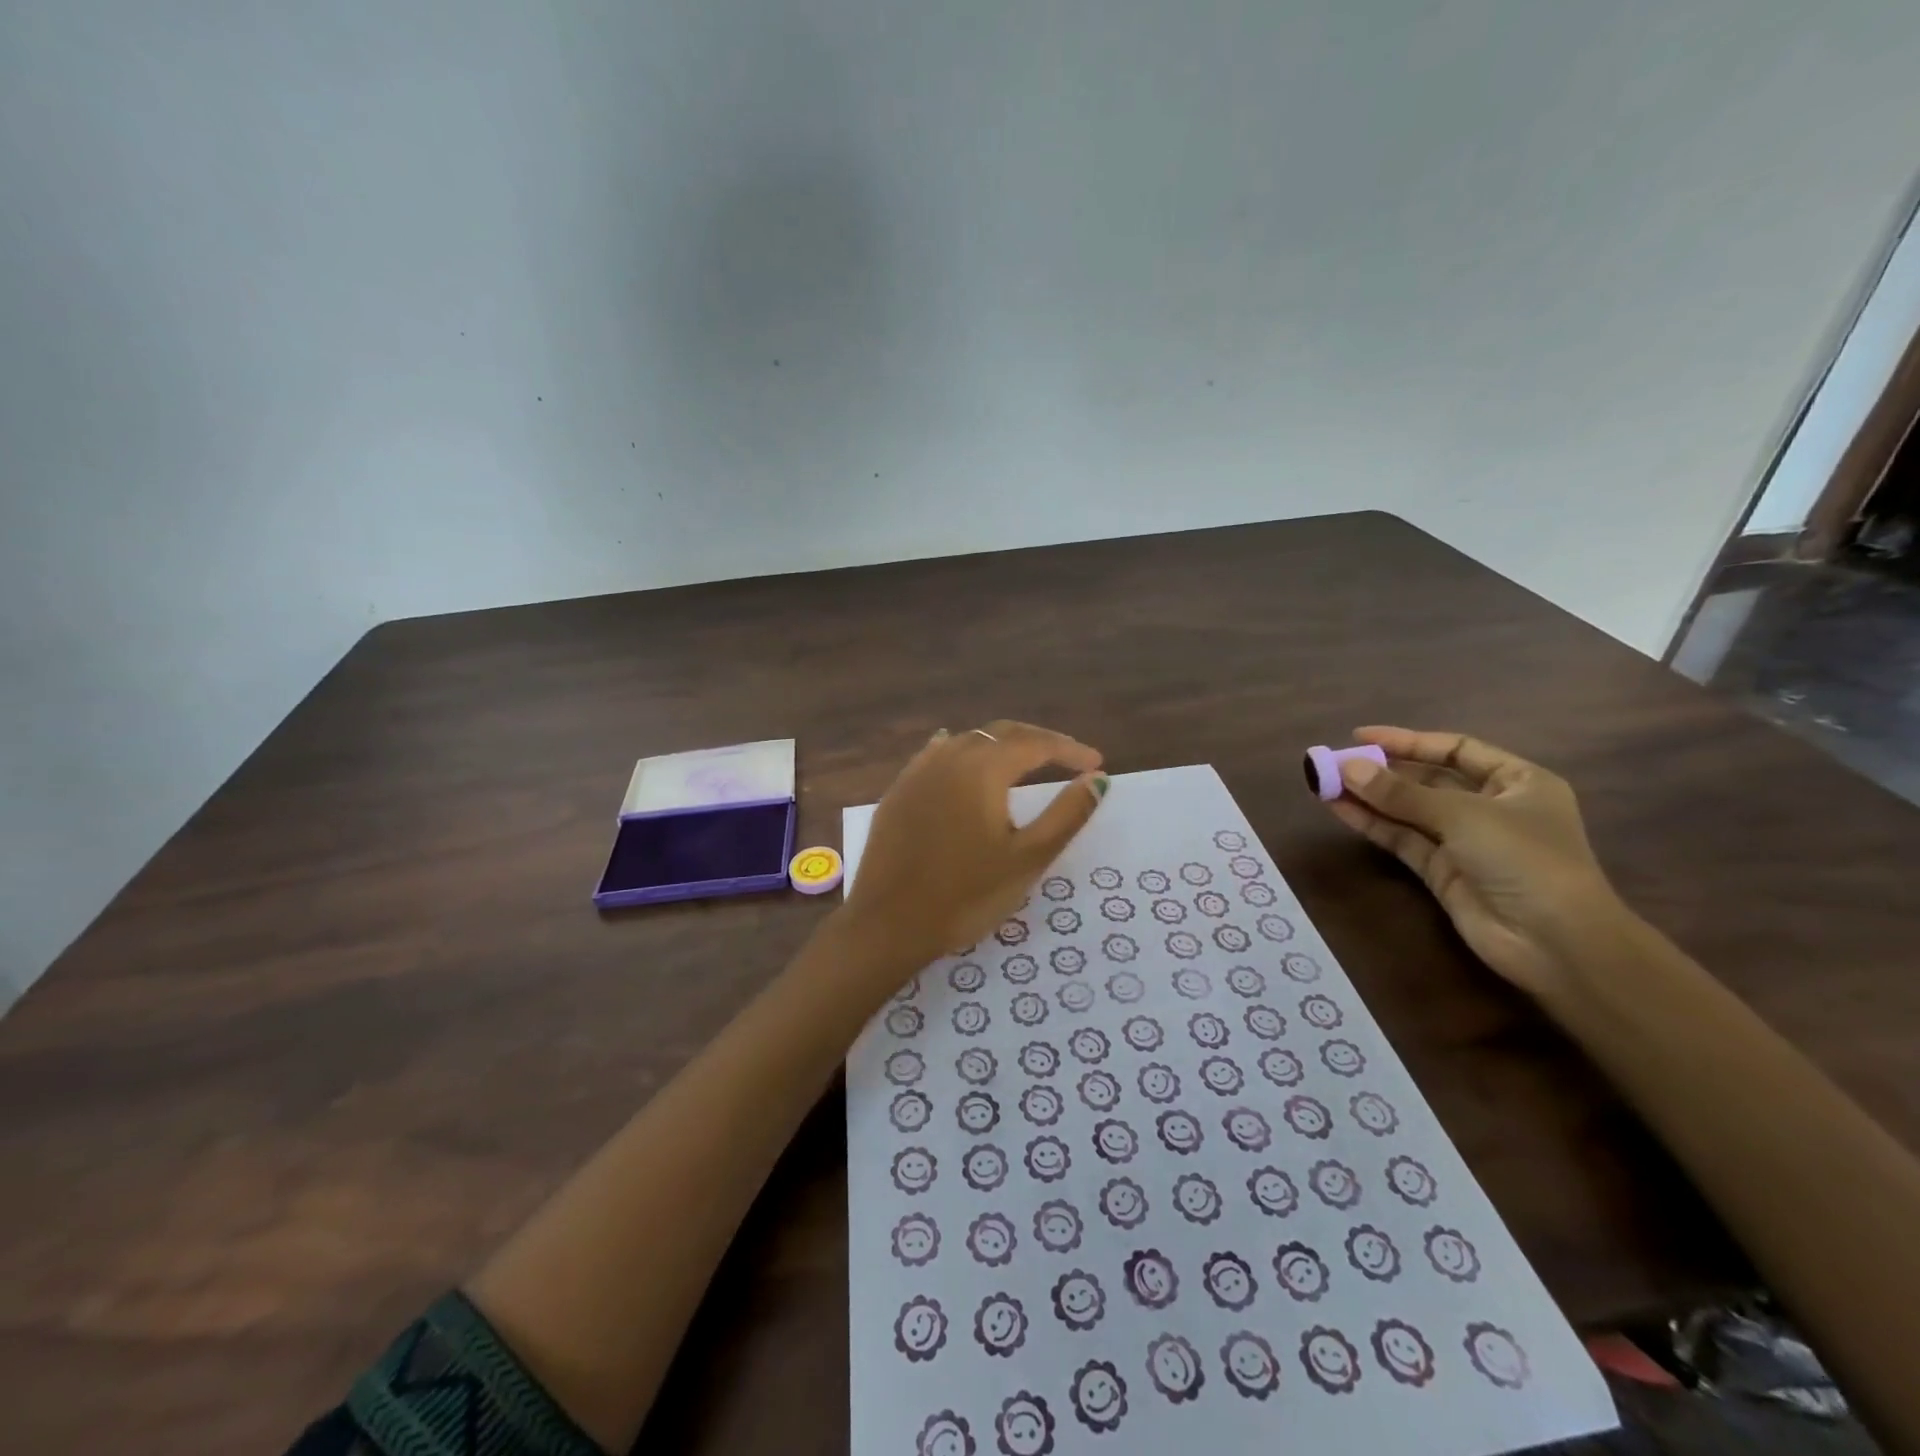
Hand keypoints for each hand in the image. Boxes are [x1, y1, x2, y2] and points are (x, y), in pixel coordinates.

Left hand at [841, 722, 1107, 975]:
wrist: (889, 923)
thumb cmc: (967, 895)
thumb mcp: (1028, 858)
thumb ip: (1067, 814)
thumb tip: (1098, 779)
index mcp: (983, 768)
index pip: (1036, 744)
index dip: (1069, 749)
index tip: (1096, 763)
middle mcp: (949, 757)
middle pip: (1001, 734)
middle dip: (1038, 741)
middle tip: (1068, 757)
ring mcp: (917, 772)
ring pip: (967, 741)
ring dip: (1001, 745)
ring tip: (1024, 760)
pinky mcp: (898, 791)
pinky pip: (936, 756)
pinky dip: (962, 752)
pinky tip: (962, 757)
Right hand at [1324, 727, 1626, 1002]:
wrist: (1555, 942)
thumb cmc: (1525, 859)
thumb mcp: (1463, 815)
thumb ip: (1401, 792)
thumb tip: (1347, 767)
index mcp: (1517, 781)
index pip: (1455, 749)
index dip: (1408, 741)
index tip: (1360, 736)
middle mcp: (1491, 807)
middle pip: (1428, 779)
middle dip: (1382, 770)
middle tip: (1335, 761)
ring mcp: (1464, 841)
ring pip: (1408, 810)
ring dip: (1369, 796)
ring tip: (1325, 781)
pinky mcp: (1442, 871)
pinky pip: (1401, 839)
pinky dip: (1371, 823)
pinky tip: (1339, 807)